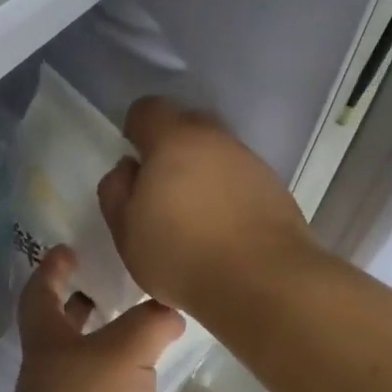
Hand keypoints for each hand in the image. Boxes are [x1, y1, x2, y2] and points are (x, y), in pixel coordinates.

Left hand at [4, 246, 184, 391]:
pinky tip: (144, 379)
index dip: (50, 268)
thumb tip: (170, 310)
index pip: (39, 293)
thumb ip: (151, 323)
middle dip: (76, 302)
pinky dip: (116, 377)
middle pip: (56, 327)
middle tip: (105, 283)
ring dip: (100, 341)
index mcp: (46, 341)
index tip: (67, 248)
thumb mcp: (125, 352)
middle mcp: (47, 371)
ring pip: (80, 361)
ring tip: (138, 327)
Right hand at [96, 97, 317, 320]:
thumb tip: (128, 168)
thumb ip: (116, 191)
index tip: (134, 164)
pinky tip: (224, 230)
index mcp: (174, 140)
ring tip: (195, 217)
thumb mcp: (126, 231)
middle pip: (188, 126)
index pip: (148, 110)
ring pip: (218, 154)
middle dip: (171, 149)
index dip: (135, 130)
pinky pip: (242, 180)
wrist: (262, 281)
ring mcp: (251, 162)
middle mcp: (217, 139)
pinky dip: (229, 195)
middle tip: (161, 191)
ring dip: (204, 174)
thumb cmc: (181, 254)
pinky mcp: (276, 189)